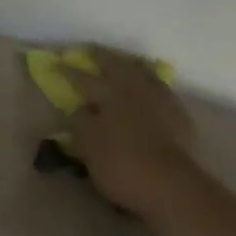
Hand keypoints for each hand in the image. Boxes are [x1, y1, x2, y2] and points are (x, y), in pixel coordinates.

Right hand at [68, 50, 207, 223]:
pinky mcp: (178, 114)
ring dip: (130, 64)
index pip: (84, 79)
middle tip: (91, 50)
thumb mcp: (90, 147)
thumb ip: (81, 123)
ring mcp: (160, 99)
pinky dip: (150, 81)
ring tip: (122, 61)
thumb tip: (78, 107)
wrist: (171, 185)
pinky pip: (160, 88)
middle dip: (102, 57)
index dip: (69, 71)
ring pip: (143, 72)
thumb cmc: (122, 167)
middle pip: (117, 66)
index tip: (57, 62)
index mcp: (110, 95)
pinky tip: (148, 86)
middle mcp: (135, 90)